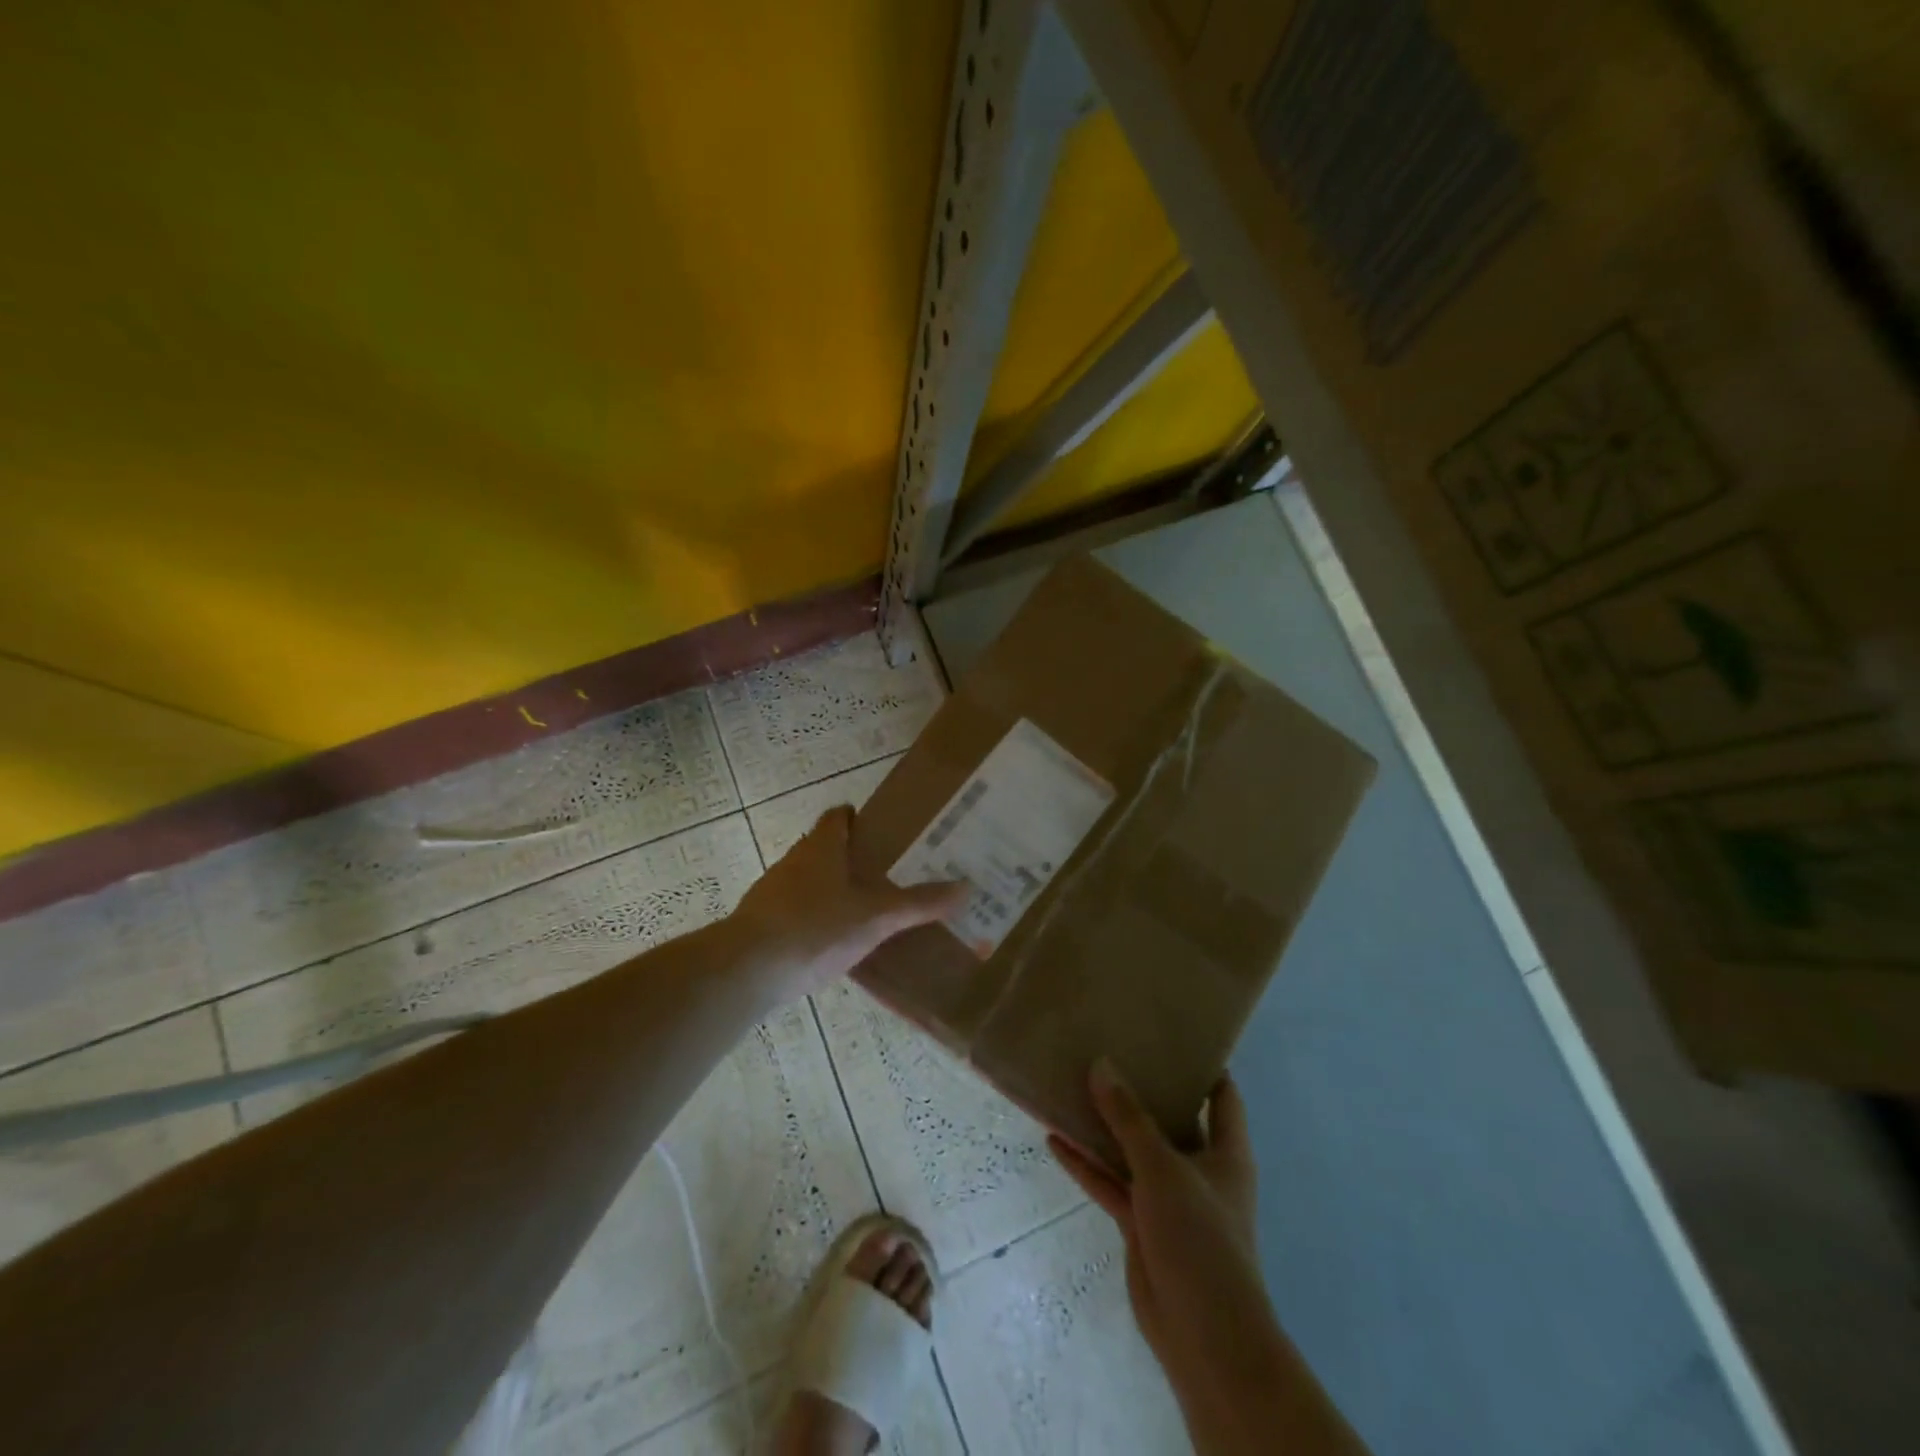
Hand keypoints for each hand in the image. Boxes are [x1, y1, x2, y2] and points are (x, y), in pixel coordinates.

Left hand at [731, 805, 966, 998]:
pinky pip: (799, 912)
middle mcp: (795, 861)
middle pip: (827, 849)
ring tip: (872, 910)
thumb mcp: (876, 917)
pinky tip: (839, 944)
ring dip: (837, 890)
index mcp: (821, 847)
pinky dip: (819, 919)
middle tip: (893, 874)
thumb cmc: (815, 928)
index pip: (839, 817)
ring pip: (812, 882)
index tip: (889, 833)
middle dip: (856, 859)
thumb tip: (966, 888)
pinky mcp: (764, 923)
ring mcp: (774, 892)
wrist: (747, 970)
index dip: (861, 819)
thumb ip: (919, 903)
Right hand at [1049, 1062, 1272, 1393]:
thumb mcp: (1163, 1167)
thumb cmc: (1199, 1236)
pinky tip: (1054, 1140)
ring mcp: (1170, 1199)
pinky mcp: (1143, 1225)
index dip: (1203, 1065)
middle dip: (1142, 1090)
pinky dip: (1087, 1165)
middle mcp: (1200, 1169)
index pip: (1222, 1096)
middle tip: (1110, 1050)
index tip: (1172, 1034)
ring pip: (1133, 1151)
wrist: (1202, 1336)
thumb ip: (1129, 1118)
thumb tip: (1101, 1064)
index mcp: (1226, 1152)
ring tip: (1072, 1086)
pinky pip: (1112, 1184)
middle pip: (1171, 1119)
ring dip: (1106, 1128)